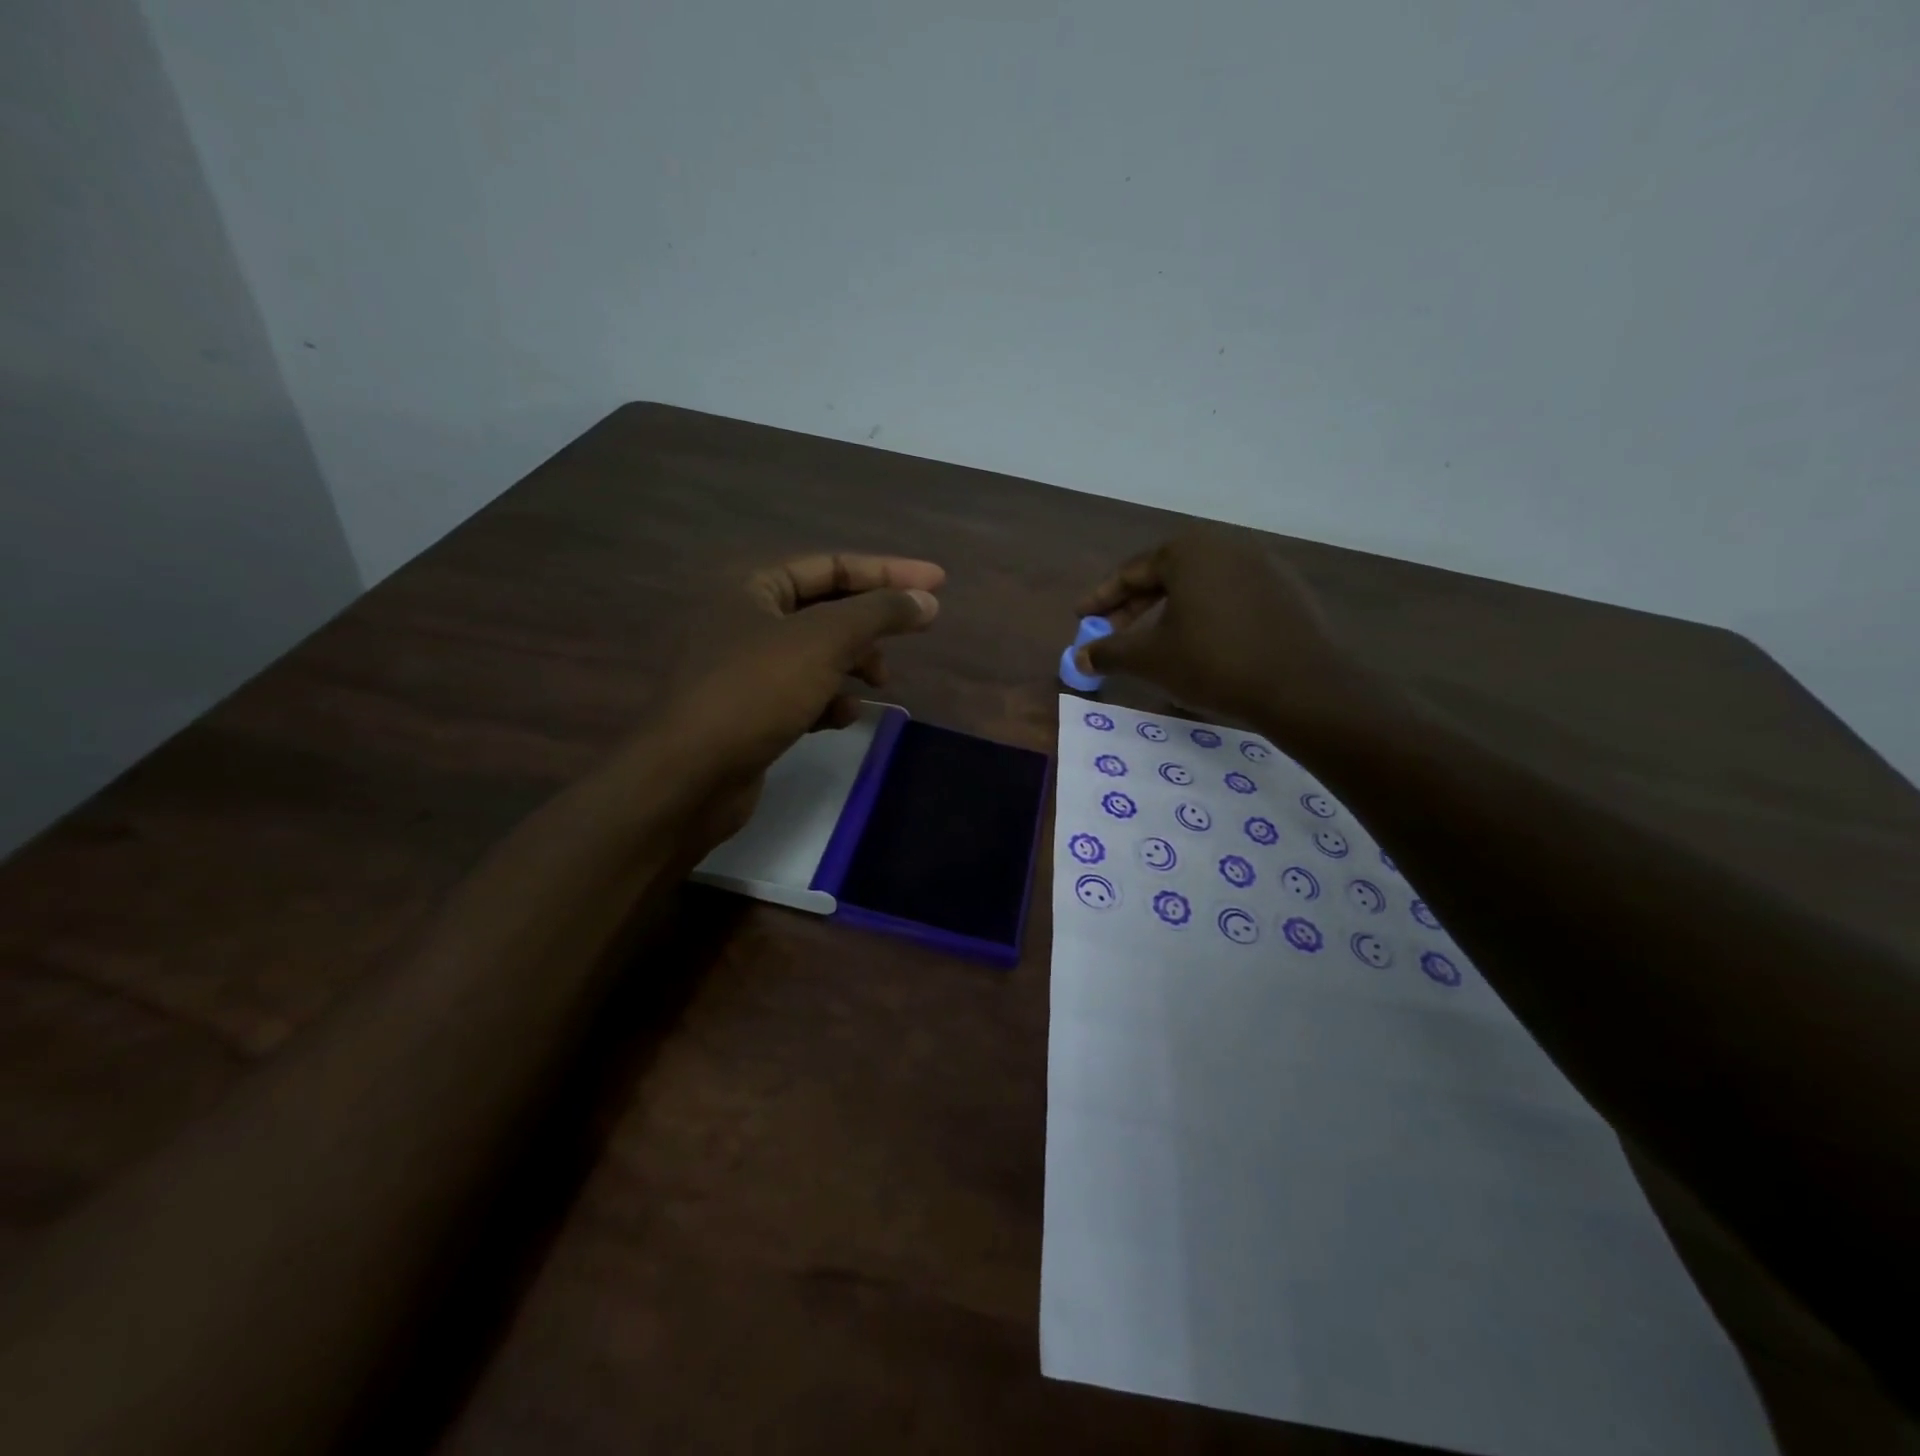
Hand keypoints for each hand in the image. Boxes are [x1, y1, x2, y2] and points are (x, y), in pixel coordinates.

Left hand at [652, 553, 943, 842]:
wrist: (687, 778)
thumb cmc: (754, 692)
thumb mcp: (824, 642)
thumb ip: (880, 613)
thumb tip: (927, 599)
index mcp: (750, 585)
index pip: (832, 565)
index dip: (888, 572)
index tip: (938, 583)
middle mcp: (742, 618)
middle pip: (825, 609)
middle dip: (870, 626)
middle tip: (911, 639)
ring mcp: (741, 667)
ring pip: (815, 654)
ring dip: (852, 665)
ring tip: (879, 684)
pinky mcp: (746, 711)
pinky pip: (800, 692)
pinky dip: (827, 700)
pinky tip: (842, 720)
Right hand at [1076, 528, 1401, 749]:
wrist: (1302, 687)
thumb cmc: (1212, 663)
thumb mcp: (1149, 659)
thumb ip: (1109, 652)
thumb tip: (1079, 656)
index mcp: (1188, 551)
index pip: (1132, 572)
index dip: (1101, 599)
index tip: (1082, 618)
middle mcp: (1226, 546)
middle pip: (1166, 575)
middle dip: (1134, 606)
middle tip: (1112, 633)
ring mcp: (1263, 565)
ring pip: (1200, 586)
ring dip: (1171, 611)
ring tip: (1155, 641)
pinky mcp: (1288, 590)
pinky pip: (1232, 597)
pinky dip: (1207, 616)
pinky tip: (1203, 644)